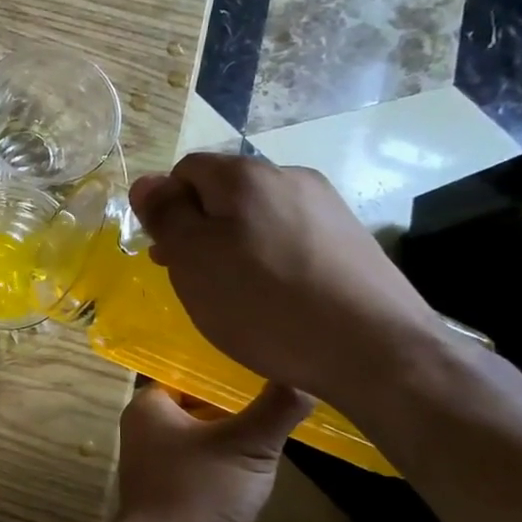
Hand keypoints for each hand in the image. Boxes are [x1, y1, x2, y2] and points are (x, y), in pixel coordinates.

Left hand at [114, 380, 313, 521]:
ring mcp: (158, 467)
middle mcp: (146, 432)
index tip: (266, 372)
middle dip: (237, 411)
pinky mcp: (173, 497)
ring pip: (206, 442)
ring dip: (237, 445)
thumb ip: (277, 407)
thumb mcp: (248, 444)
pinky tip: (259, 477)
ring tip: (278, 437)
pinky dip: (230, 473)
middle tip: (280, 405)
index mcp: (148, 407)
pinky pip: (206, 472)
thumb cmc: (201, 493)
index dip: (226, 375)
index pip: (190, 375)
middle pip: (200, 408)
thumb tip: (305, 377)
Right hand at [128, 154, 441, 408]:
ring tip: (235, 294)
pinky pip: (291, 238)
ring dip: (235, 246)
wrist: (375, 350)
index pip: (185, 171)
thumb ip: (165, 215)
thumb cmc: (264, 303)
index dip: (167, 208)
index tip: (167, 255)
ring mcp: (326, 206)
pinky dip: (271, 260)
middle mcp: (289, 176)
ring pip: (258, 217)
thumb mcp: (193, 259)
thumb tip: (146, 182)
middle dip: (200, 230)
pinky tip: (275, 298)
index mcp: (245, 175)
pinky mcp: (351, 239)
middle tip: (193, 280)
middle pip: (224, 192)